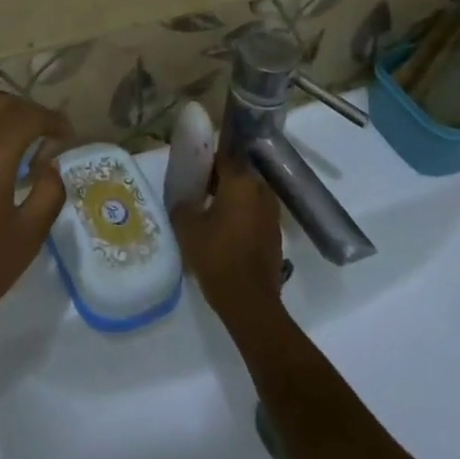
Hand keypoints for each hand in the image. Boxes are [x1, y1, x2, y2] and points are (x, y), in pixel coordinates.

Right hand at [170, 152, 284, 325]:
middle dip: (219, 178)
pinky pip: (256, 212)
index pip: (223, 157)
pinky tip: (226, 231)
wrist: (249, 301)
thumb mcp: (187, 228)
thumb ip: (183, 204)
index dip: (206, 161)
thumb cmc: (216, 256)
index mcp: (240, 182)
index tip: (192, 170)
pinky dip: (243, 215)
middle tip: (198, 190)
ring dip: (232, 197)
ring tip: (211, 212)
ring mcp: (272, 213)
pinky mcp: (276, 233)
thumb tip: (185, 199)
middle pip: (238, 173)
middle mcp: (261, 191)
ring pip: (249, 194)